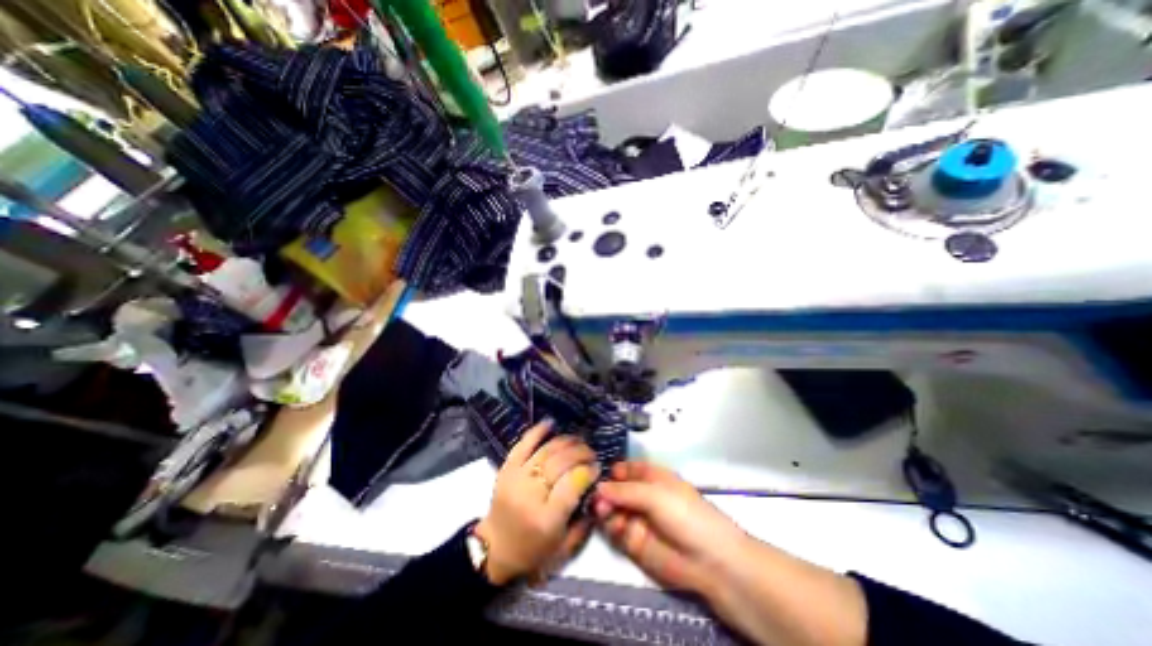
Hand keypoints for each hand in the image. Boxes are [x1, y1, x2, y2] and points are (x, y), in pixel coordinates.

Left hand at [475, 421, 598, 588]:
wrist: (493, 550)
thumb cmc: (532, 553)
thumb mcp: (563, 549)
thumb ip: (584, 522)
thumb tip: (597, 489)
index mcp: (546, 519)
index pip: (572, 484)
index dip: (588, 471)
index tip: (597, 467)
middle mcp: (530, 495)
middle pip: (560, 463)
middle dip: (580, 453)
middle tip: (591, 453)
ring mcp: (516, 478)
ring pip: (546, 451)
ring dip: (565, 442)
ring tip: (578, 441)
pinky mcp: (506, 469)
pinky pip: (522, 444)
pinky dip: (537, 431)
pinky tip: (551, 423)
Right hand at [589, 462, 752, 596]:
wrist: (708, 560)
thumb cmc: (685, 514)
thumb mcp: (655, 494)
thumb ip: (624, 490)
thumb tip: (598, 487)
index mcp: (652, 477)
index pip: (627, 468)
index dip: (612, 469)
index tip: (595, 471)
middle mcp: (642, 495)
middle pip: (616, 488)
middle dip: (605, 491)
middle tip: (597, 498)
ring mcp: (638, 518)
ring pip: (613, 509)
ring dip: (606, 508)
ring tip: (604, 512)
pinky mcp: (634, 542)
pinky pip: (616, 530)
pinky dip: (611, 526)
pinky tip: (614, 526)